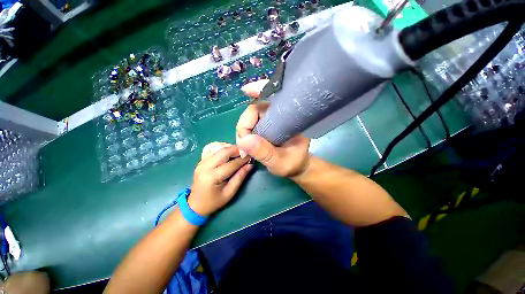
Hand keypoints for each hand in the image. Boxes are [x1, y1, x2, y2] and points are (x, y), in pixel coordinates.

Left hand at [188, 143, 252, 215]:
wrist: (195, 204)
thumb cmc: (214, 201)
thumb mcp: (230, 193)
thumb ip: (240, 177)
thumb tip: (250, 165)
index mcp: (212, 177)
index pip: (231, 164)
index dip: (243, 159)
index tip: (252, 156)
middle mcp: (205, 166)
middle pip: (224, 152)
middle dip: (237, 150)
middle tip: (246, 152)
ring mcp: (201, 163)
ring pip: (219, 149)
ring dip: (231, 149)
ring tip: (240, 152)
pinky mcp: (201, 161)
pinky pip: (214, 151)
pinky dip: (223, 150)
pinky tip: (230, 153)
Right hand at [236, 80, 310, 177]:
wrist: (296, 166)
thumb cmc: (293, 163)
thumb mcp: (279, 162)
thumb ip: (264, 152)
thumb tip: (244, 140)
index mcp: (289, 119)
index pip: (274, 97)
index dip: (260, 89)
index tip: (246, 90)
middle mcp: (279, 115)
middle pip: (254, 109)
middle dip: (244, 126)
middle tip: (242, 145)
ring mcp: (271, 120)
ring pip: (250, 117)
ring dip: (242, 132)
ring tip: (244, 150)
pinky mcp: (265, 125)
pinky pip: (250, 125)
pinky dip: (244, 134)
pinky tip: (245, 145)